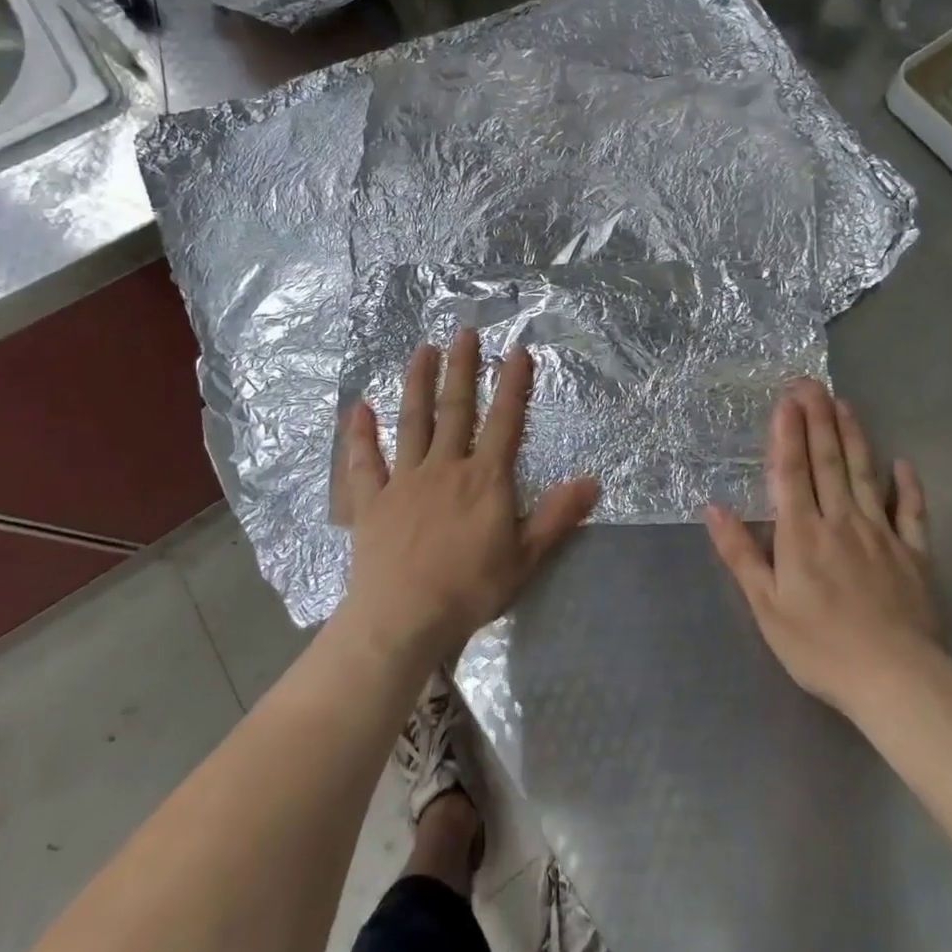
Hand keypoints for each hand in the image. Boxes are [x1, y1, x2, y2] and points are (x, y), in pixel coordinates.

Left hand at [337, 329, 599, 667]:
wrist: (402, 620)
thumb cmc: (469, 590)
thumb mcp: (525, 559)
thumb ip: (557, 516)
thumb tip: (593, 481)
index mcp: (484, 479)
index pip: (505, 422)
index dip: (514, 385)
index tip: (518, 350)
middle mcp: (445, 467)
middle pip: (456, 409)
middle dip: (463, 368)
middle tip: (464, 331)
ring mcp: (404, 480)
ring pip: (413, 422)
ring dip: (418, 384)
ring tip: (422, 350)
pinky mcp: (371, 501)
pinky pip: (364, 462)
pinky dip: (360, 435)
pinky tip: (358, 408)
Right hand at [706, 379, 948, 731]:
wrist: (896, 680)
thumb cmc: (820, 646)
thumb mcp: (766, 607)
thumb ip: (740, 554)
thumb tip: (712, 508)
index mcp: (802, 533)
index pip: (792, 471)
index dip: (788, 432)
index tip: (786, 398)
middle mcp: (840, 521)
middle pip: (827, 460)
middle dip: (817, 418)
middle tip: (812, 383)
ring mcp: (881, 534)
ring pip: (864, 474)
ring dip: (853, 436)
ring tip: (844, 403)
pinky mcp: (914, 554)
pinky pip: (910, 512)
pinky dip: (907, 486)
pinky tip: (902, 463)